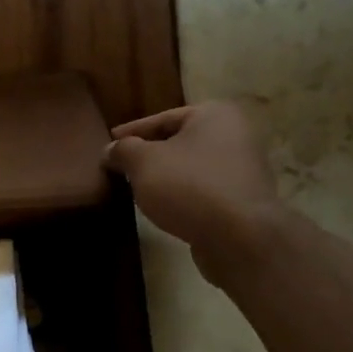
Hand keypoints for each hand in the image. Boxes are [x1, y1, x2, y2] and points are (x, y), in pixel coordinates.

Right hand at [104, 101, 285, 281]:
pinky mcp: (242, 199)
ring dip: (164, 176)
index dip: (131, 132)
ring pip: (190, 167)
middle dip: (149, 154)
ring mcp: (243, 169)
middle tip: (120, 166)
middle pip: (179, 141)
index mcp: (214, 115)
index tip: (109, 142)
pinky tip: (163, 207)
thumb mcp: (143, 162)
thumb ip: (123, 150)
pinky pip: (202, 190)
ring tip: (137, 188)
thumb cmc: (188, 187)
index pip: (162, 118)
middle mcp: (235, 135)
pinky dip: (181, 195)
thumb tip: (110, 150)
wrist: (238, 237)